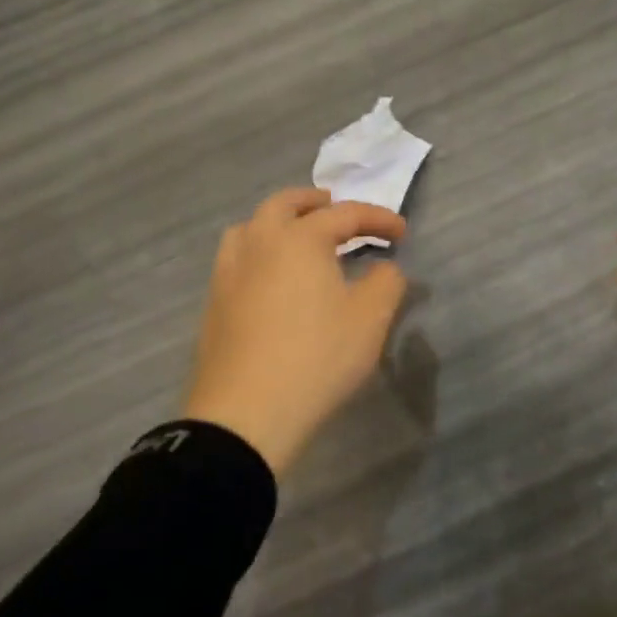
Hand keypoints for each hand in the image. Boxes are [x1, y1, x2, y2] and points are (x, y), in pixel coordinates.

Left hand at [183, 188, 408, 475]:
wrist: (245, 413)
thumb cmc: (317, 358)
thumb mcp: (370, 320)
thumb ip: (386, 283)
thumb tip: (385, 268)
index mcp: (299, 238)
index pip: (345, 214)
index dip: (378, 218)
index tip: (402, 232)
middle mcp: (259, 243)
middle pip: (284, 204)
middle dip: (315, 202)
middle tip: (337, 211)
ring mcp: (229, 272)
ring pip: (251, 227)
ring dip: (278, 222)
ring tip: (298, 238)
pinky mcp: (214, 303)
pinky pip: (237, 258)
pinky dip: (259, 251)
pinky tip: (271, 278)